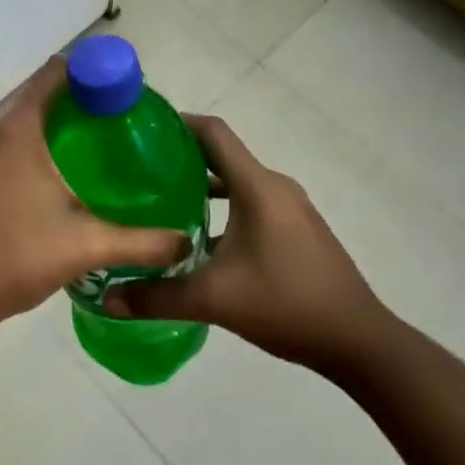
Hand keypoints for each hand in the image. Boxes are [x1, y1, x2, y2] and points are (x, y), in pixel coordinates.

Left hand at [0, 57, 185, 344]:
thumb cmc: (15, 258)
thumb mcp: (85, 247)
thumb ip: (140, 242)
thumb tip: (185, 242)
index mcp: (16, 131)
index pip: (53, 75)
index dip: (87, 71)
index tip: (116, 87)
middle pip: (33, 100)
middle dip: (70, 106)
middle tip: (109, 125)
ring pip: (11, 129)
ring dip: (43, 133)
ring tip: (81, 156)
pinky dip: (19, 155)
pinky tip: (40, 187)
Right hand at [104, 114, 387, 373]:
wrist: (358, 341)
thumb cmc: (286, 304)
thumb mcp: (214, 301)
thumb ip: (157, 297)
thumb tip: (106, 299)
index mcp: (257, 187)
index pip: (213, 133)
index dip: (178, 123)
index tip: (142, 130)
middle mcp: (274, 187)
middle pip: (222, 155)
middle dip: (181, 159)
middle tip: (139, 172)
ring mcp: (290, 208)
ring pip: (237, 183)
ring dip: (202, 187)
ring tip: (161, 203)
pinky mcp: (297, 229)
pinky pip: (252, 204)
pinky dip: (224, 209)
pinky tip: (199, 240)